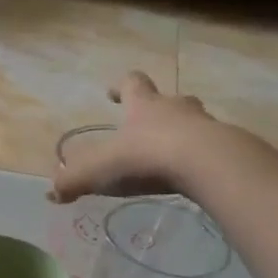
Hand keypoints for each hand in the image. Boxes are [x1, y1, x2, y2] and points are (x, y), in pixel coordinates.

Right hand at [50, 71, 214, 203]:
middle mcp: (175, 108)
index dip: (120, 86)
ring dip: (184, 131)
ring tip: (173, 151)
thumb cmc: (146, 157)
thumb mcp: (99, 170)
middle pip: (169, 99)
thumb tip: (52, 193)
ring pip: (194, 121)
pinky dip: (202, 157)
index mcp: (143, 106)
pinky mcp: (226, 148)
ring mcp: (205, 125)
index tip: (113, 92)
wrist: (205, 164)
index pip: (131, 84)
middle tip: (148, 122)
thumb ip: (73, 181)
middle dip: (158, 108)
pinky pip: (212, 148)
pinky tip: (195, 174)